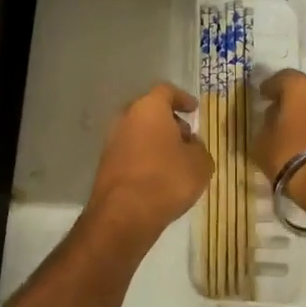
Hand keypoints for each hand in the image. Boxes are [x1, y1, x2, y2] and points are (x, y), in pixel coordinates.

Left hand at [86, 82, 213, 247]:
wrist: (124, 215)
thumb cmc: (167, 179)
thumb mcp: (200, 163)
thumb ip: (198, 147)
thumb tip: (189, 145)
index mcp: (149, 108)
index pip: (166, 91)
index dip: (182, 99)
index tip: (194, 109)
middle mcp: (126, 118)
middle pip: (150, 111)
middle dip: (169, 121)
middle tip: (186, 136)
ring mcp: (112, 141)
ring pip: (138, 132)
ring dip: (156, 141)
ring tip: (175, 160)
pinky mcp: (105, 164)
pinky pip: (130, 152)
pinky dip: (144, 157)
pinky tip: (158, 176)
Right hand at [253, 69, 305, 217]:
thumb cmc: (290, 154)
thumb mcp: (262, 142)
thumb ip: (265, 126)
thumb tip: (272, 120)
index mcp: (300, 86)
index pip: (281, 78)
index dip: (270, 87)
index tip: (262, 97)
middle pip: (304, 89)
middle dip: (291, 99)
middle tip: (278, 112)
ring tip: (293, 130)